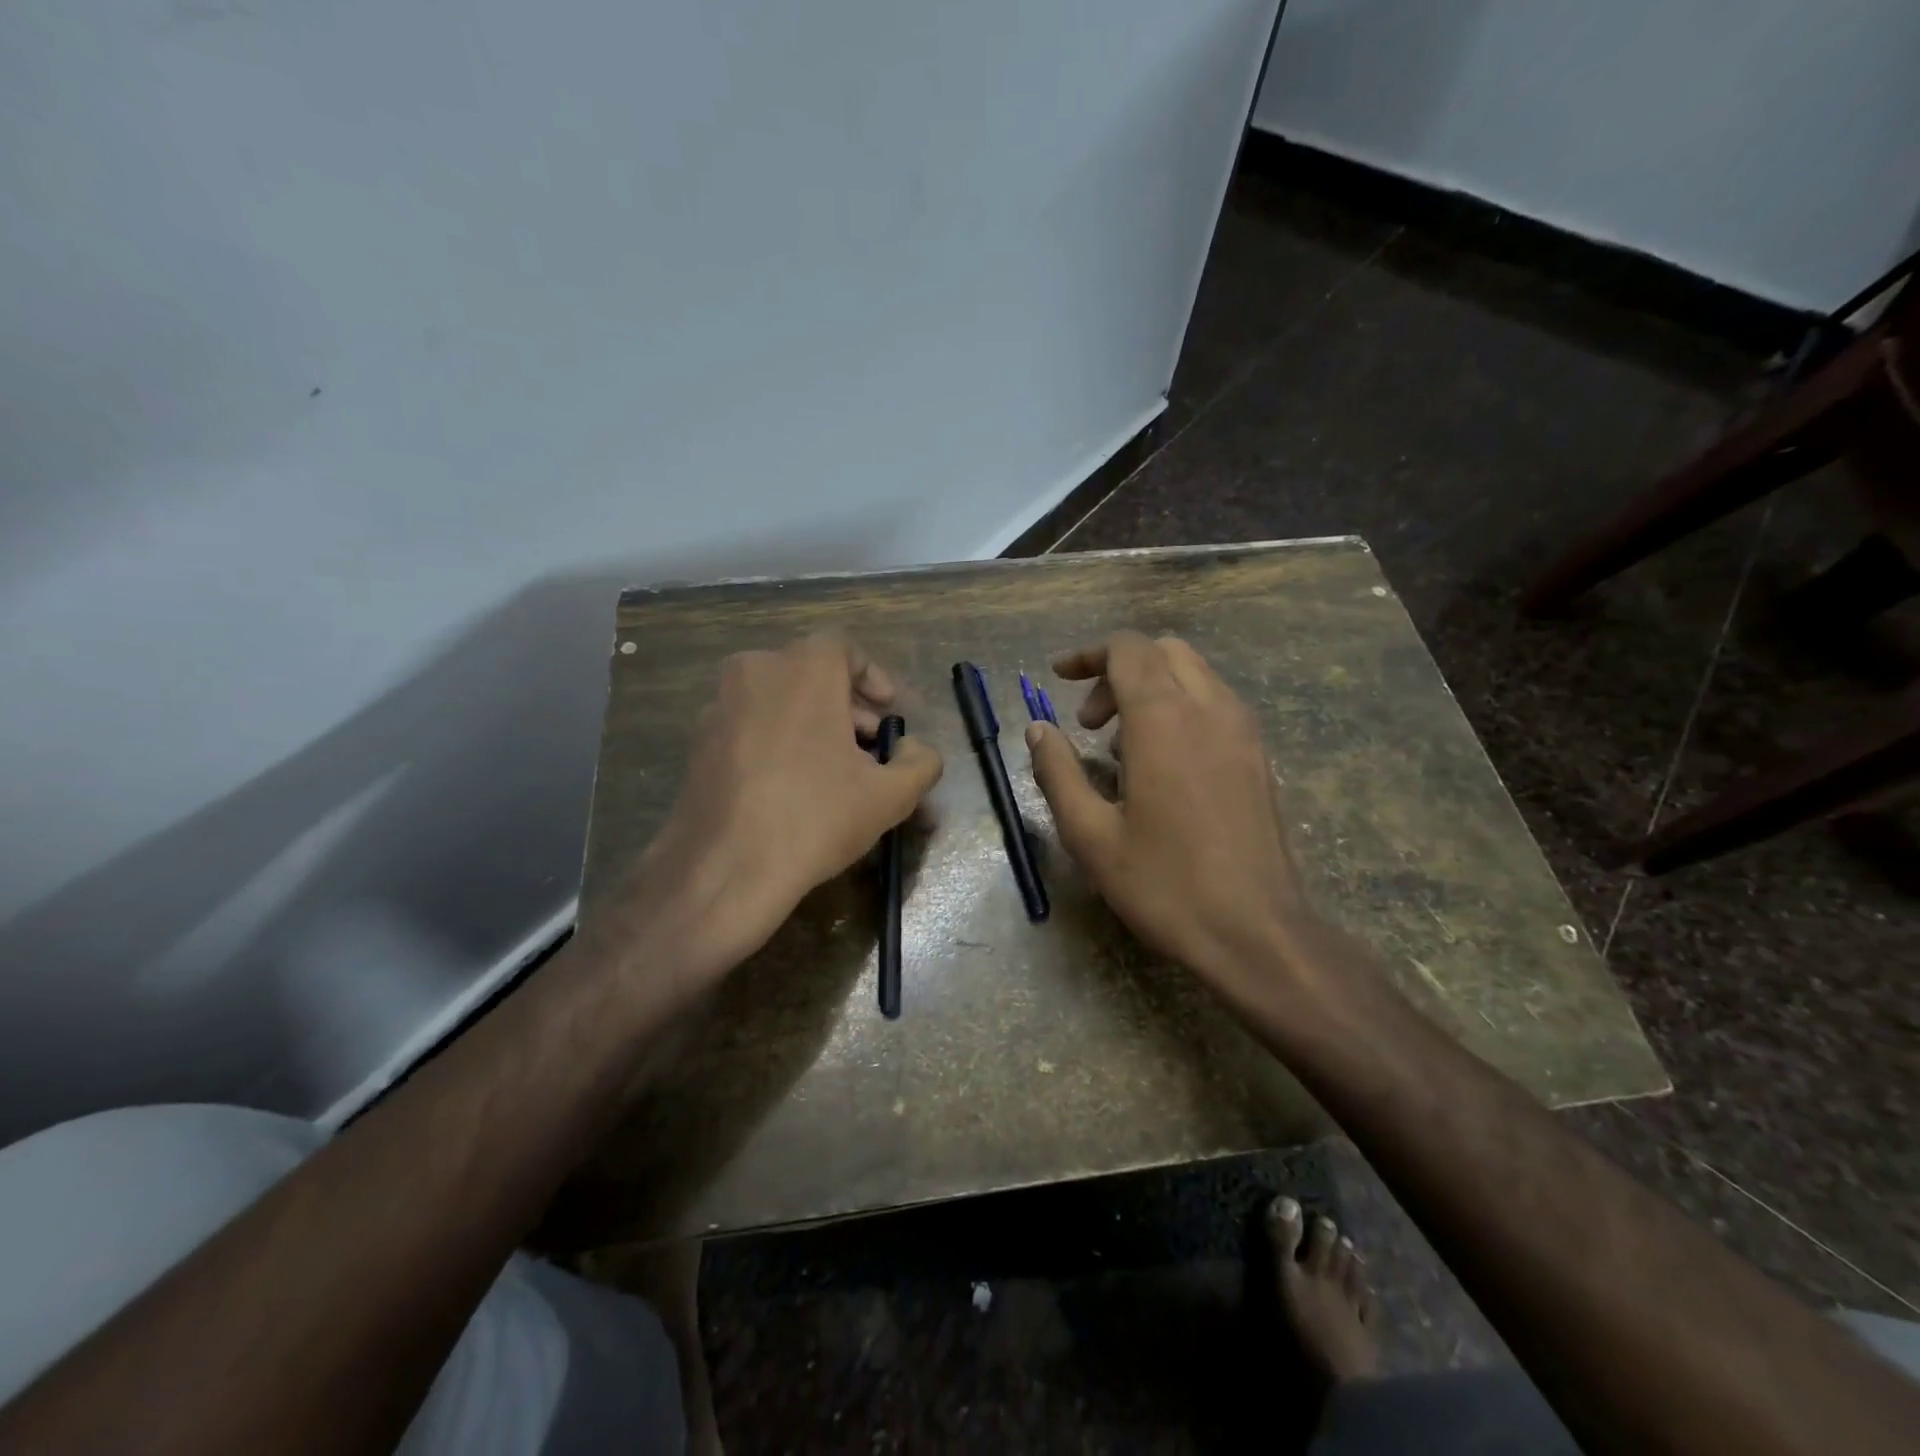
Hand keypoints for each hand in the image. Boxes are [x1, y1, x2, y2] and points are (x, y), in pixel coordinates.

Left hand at [630, 634, 942, 988]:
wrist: (724, 869)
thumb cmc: (815, 817)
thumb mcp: (890, 796)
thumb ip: (920, 763)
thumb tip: (917, 751)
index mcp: (803, 668)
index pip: (844, 649)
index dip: (873, 679)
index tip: (888, 714)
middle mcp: (756, 671)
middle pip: (811, 673)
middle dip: (846, 706)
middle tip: (869, 747)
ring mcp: (719, 705)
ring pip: (778, 698)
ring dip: (811, 722)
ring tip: (833, 770)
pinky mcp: (697, 741)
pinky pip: (749, 724)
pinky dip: (776, 739)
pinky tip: (791, 786)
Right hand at [1024, 631, 1314, 1000]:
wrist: (1256, 932)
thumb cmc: (1164, 884)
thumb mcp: (1090, 834)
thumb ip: (1058, 772)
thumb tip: (1038, 730)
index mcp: (1163, 718)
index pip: (1126, 649)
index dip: (1087, 655)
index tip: (1057, 677)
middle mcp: (1209, 708)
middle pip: (1162, 652)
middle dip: (1118, 671)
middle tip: (1088, 723)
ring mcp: (1243, 730)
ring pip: (1194, 674)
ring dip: (1151, 688)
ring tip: (1121, 747)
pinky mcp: (1260, 756)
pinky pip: (1216, 704)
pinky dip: (1181, 708)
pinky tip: (1163, 764)